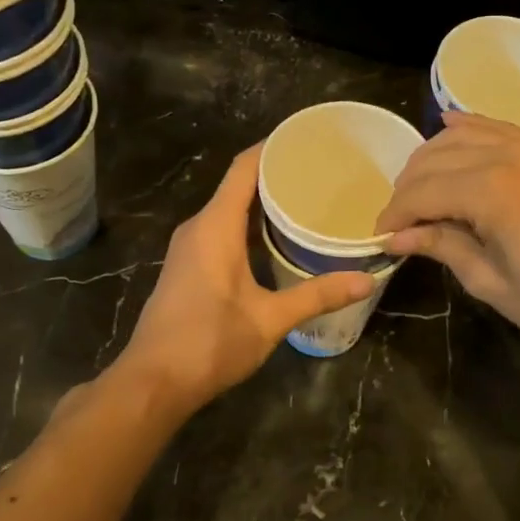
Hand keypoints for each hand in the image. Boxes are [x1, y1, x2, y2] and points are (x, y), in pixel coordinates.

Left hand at [115, 146, 371, 414]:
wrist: (153, 382)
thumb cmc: (209, 342)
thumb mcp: (270, 319)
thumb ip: (317, 295)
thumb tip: (366, 280)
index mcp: (215, 226)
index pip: (244, 168)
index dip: (272, 147)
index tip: (307, 138)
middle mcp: (198, 228)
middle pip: (238, 185)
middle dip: (277, 175)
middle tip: (321, 173)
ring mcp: (189, 248)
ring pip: (229, 210)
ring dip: (263, 203)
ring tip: (307, 200)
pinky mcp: (188, 267)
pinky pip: (222, 230)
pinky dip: (249, 226)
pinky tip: (277, 240)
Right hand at [375, 112, 519, 354]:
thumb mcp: (492, 282)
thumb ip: (443, 248)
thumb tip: (399, 237)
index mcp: (489, 190)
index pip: (421, 193)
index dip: (395, 215)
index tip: (382, 238)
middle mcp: (506, 155)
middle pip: (435, 159)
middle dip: (408, 188)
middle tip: (400, 220)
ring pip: (463, 135)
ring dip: (432, 157)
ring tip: (420, 188)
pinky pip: (499, 128)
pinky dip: (469, 127)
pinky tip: (451, 127)